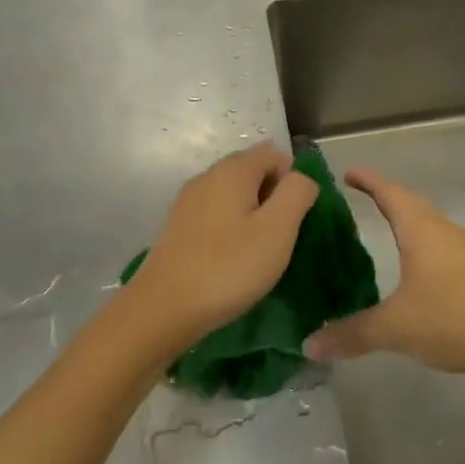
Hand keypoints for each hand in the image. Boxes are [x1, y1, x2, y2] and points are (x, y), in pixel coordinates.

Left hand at [120, 144, 318, 359]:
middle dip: (272, 198)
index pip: (275, 154)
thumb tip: (300, 178)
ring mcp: (188, 200)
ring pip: (233, 194)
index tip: (291, 221)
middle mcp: (207, 176)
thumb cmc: (229, 267)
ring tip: (256, 252)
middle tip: (278, 239)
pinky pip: (215, 213)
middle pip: (252, 171)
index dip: (292, 182)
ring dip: (252, 215)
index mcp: (233, 170)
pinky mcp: (178, 225)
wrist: (164, 308)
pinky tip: (231, 259)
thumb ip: (297, 193)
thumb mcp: (278, 230)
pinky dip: (230, 228)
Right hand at [303, 168, 464, 378]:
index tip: (346, 172)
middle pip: (409, 203)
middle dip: (383, 196)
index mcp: (420, 230)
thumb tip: (309, 345)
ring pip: (426, 223)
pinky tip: (411, 266)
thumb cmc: (455, 318)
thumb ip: (352, 334)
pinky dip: (417, 243)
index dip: (367, 180)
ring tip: (379, 227)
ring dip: (403, 219)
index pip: (389, 193)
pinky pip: (437, 243)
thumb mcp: (396, 328)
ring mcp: (461, 250)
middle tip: (356, 196)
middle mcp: (441, 231)